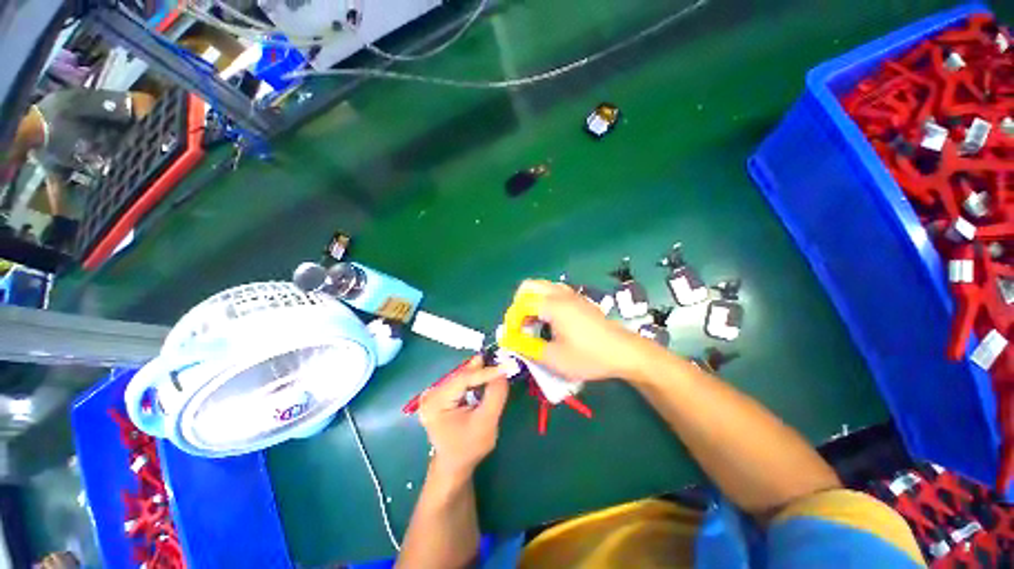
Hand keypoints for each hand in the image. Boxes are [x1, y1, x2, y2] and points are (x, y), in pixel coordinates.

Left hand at [417, 358, 509, 476]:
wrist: (454, 464)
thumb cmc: (469, 447)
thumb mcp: (486, 423)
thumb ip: (495, 395)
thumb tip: (503, 371)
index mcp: (436, 403)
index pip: (463, 379)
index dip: (485, 372)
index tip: (505, 367)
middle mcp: (431, 394)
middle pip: (461, 375)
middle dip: (483, 370)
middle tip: (502, 362)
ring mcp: (434, 393)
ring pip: (462, 376)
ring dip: (480, 372)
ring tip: (497, 367)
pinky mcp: (440, 394)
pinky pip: (460, 381)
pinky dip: (474, 378)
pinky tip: (486, 376)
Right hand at [513, 280, 656, 381]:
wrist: (624, 352)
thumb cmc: (589, 356)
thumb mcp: (554, 358)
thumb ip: (527, 347)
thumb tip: (507, 339)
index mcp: (552, 305)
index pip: (521, 304)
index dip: (511, 321)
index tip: (511, 338)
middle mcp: (560, 293)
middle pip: (528, 287)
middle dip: (518, 305)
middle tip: (520, 326)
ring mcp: (571, 294)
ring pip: (541, 287)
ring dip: (531, 301)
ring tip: (533, 323)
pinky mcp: (578, 299)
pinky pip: (553, 291)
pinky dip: (543, 301)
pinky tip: (549, 320)